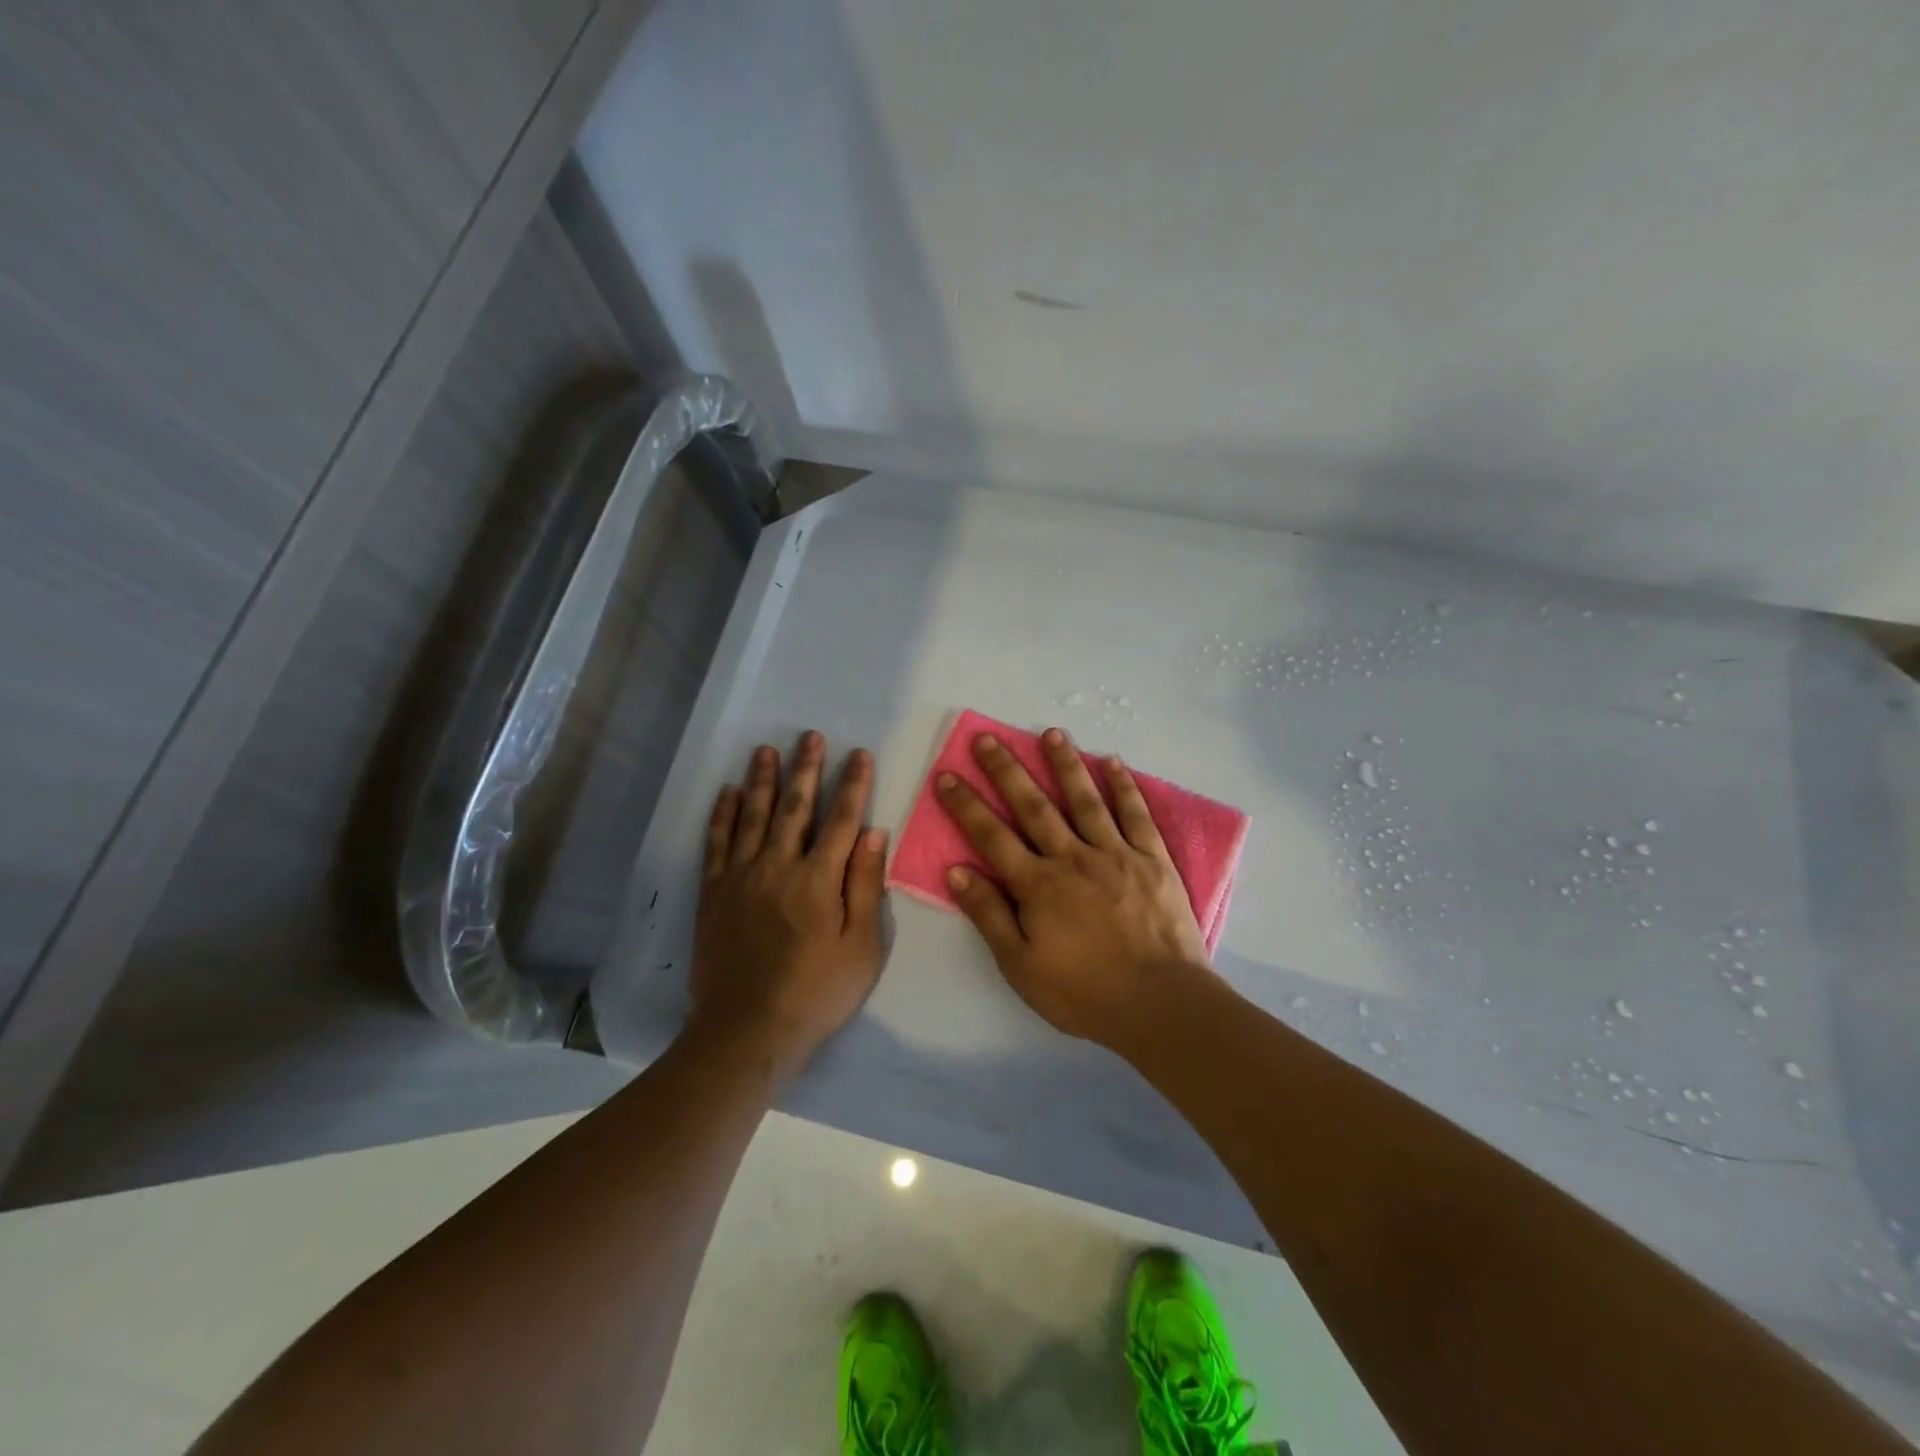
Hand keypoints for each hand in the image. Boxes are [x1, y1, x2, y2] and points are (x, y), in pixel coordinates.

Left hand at [689, 732, 887, 1077]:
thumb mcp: (862, 946)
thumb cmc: (817, 992)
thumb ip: (865, 886)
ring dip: (761, 780)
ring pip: (753, 816)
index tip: (859, 754)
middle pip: (794, 807)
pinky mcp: (714, 894)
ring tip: (766, 750)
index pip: (841, 819)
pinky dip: (723, 815)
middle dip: (805, 769)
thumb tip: (873, 833)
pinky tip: (727, 793)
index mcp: (818, 878)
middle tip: (810, 737)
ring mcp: (741, 877)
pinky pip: (717, 843)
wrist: (747, 1030)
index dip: (853, 784)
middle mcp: (778, 866)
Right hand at [936, 726, 1214, 1047]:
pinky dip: (1124, 786)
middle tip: (988, 738)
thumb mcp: (1021, 966)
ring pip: (1085, 799)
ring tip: (1052, 733)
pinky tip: (1113, 761)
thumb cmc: (1084, 992)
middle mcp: (1073, 858)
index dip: (966, 804)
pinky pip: (1136, 814)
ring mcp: (1116, 854)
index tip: (947, 774)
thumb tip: (957, 870)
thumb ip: (989, 915)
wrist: (1160, 1004)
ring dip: (1065, 764)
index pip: (992, 835)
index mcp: (1038, 885)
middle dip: (1007, 770)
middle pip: (1034, 806)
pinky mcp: (1153, 860)